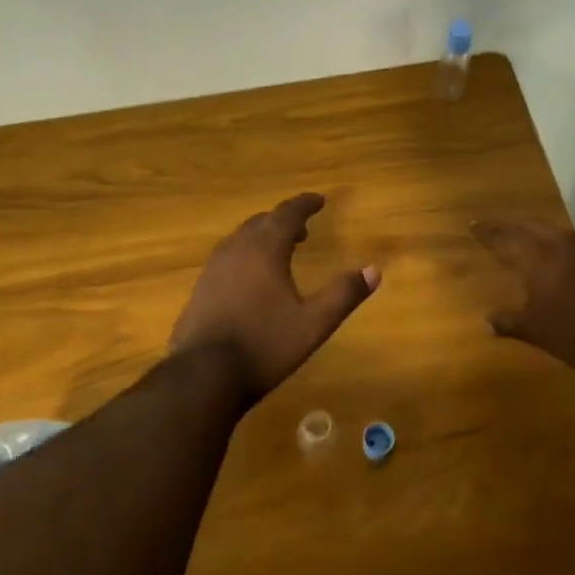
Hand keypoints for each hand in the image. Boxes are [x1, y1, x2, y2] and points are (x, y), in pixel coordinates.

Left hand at [171, 194, 379, 398]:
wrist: (204, 374)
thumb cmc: (265, 345)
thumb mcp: (313, 323)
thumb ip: (343, 294)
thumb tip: (374, 270)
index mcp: (264, 250)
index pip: (286, 214)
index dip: (304, 204)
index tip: (319, 200)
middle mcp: (236, 250)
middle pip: (261, 222)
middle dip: (283, 220)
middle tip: (303, 229)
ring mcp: (212, 269)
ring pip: (240, 239)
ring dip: (262, 237)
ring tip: (279, 252)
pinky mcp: (200, 289)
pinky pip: (226, 258)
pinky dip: (244, 255)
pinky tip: (250, 280)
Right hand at [471, 220, 574, 382]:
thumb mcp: (535, 331)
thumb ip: (509, 323)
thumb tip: (488, 322)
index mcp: (537, 257)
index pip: (505, 238)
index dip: (488, 232)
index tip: (473, 225)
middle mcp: (561, 246)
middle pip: (532, 227)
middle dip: (513, 227)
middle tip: (500, 231)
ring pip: (557, 233)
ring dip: (540, 234)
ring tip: (529, 240)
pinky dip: (562, 248)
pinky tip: (563, 261)